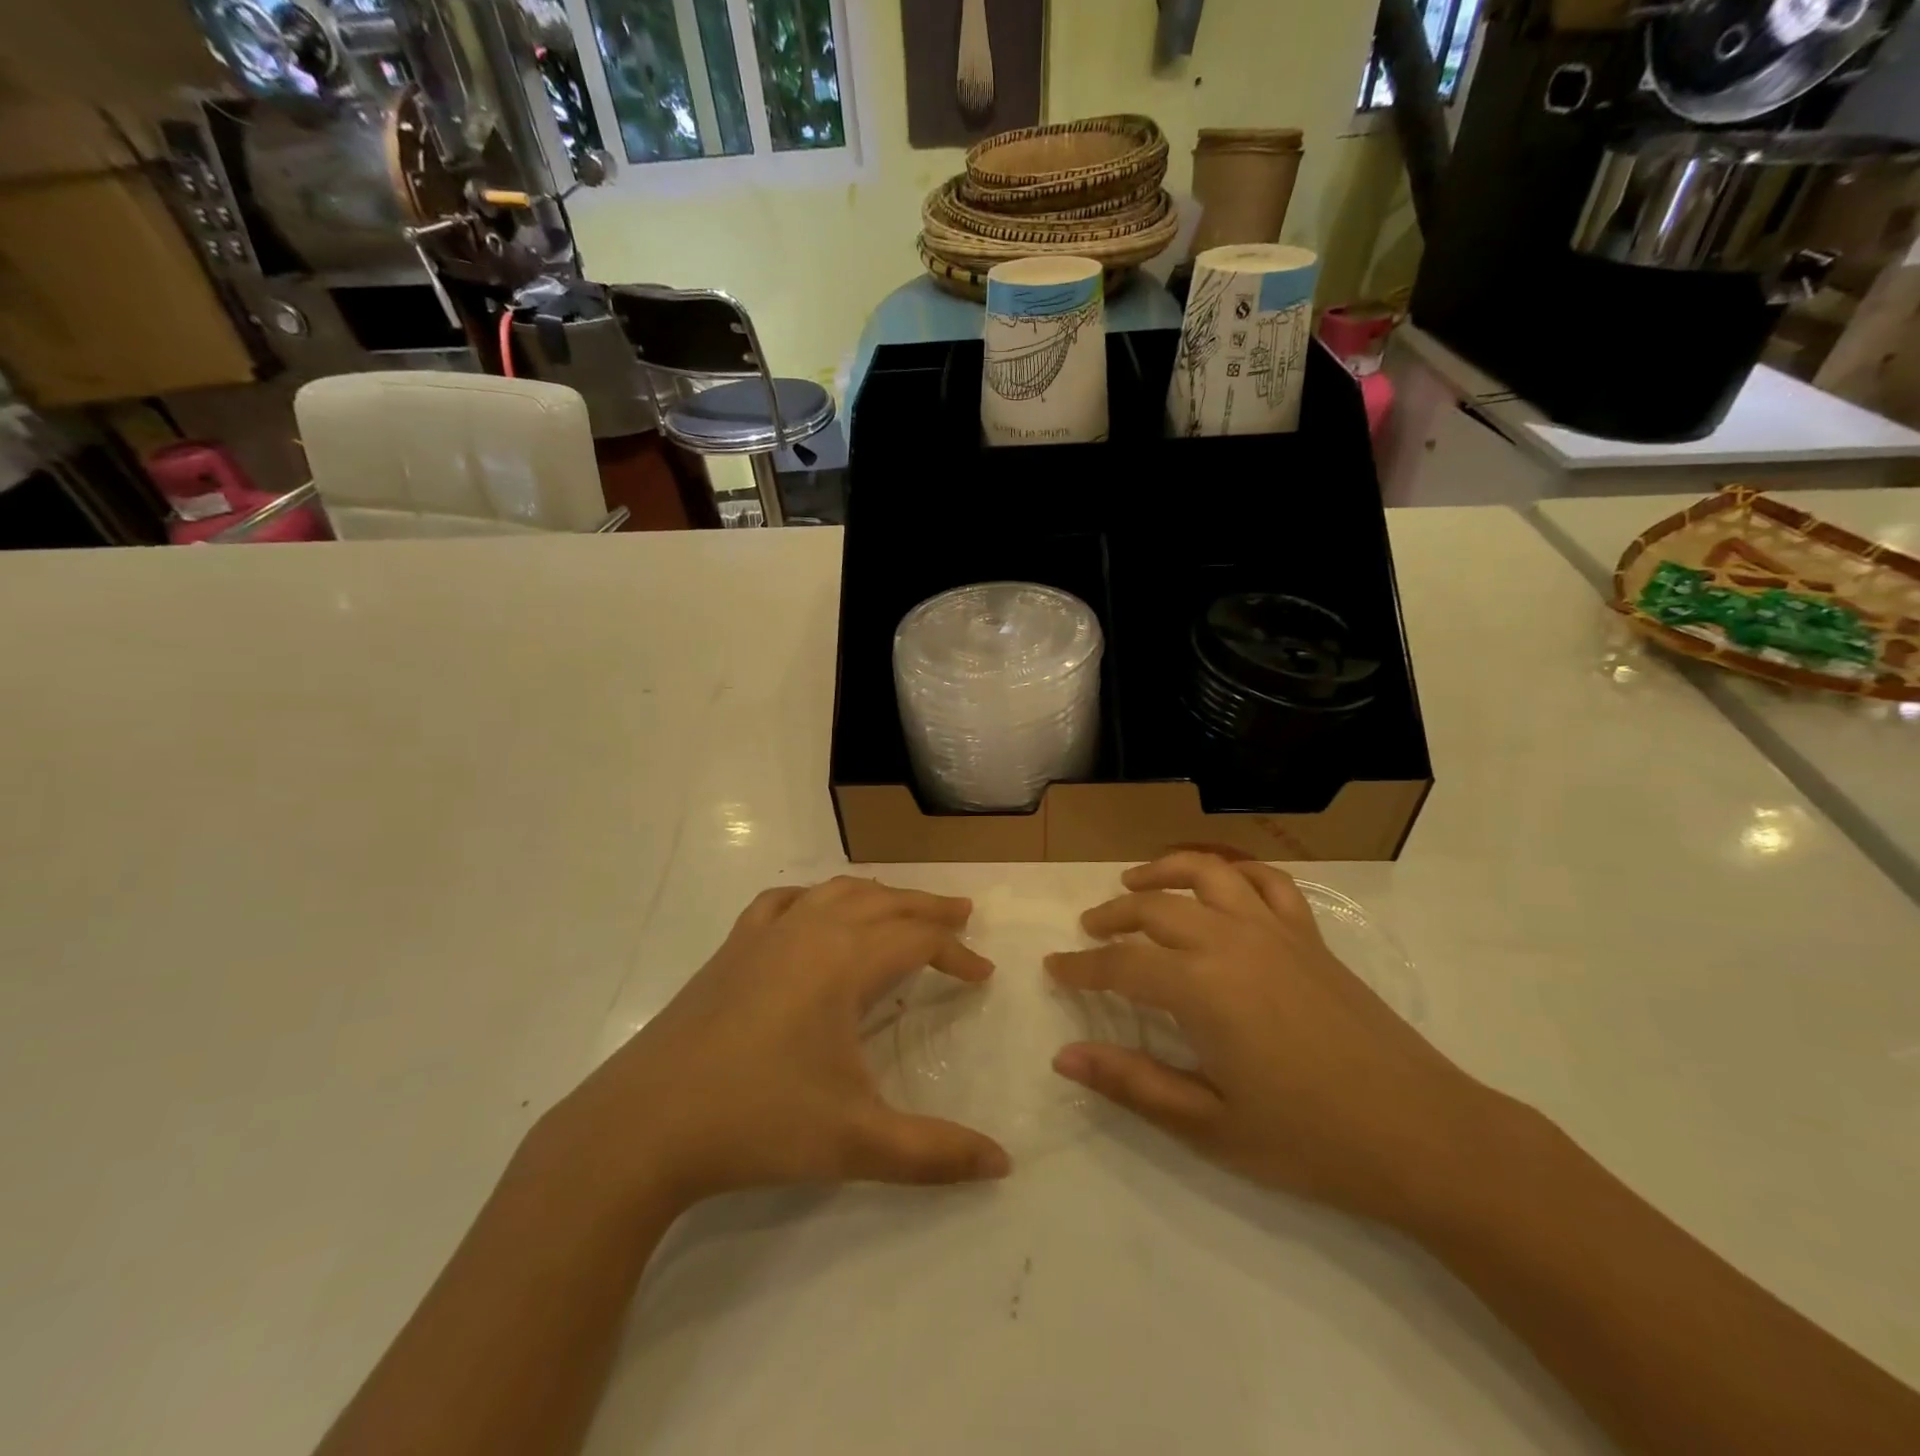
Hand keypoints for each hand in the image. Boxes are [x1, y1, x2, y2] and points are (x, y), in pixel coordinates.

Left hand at [524, 877, 1011, 1215]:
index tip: (983, 976)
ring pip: (835, 892)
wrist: (643, 1126)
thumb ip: (934, 1153)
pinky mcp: (731, 949)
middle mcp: (810, 931)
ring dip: (877, 896)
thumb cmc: (758, 1122)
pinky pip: (783, 903)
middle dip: (927, 907)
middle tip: (962, 914)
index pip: (919, 940)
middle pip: (884, 902)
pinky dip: (813, 898)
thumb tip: (1003, 1166)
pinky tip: (813, 912)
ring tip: (901, 908)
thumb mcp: (856, 1143)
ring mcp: (764, 935)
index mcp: (844, 961)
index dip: (957, 954)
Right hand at [1046, 852, 1496, 1225]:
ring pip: (1208, 873)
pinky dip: (1235, 873)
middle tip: (1089, 931)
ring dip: (1164, 871)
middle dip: (1113, 916)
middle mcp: (1232, 941)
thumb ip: (1132, 1083)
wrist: (1424, 1136)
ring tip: (1135, 883)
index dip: (1082, 967)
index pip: (1122, 965)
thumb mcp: (1209, 1123)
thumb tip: (1063, 1057)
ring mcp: (1276, 931)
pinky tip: (1219, 886)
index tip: (1054, 969)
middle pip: (1156, 908)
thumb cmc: (1309, 1139)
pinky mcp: (1310, 936)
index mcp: (1202, 988)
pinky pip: (1268, 883)